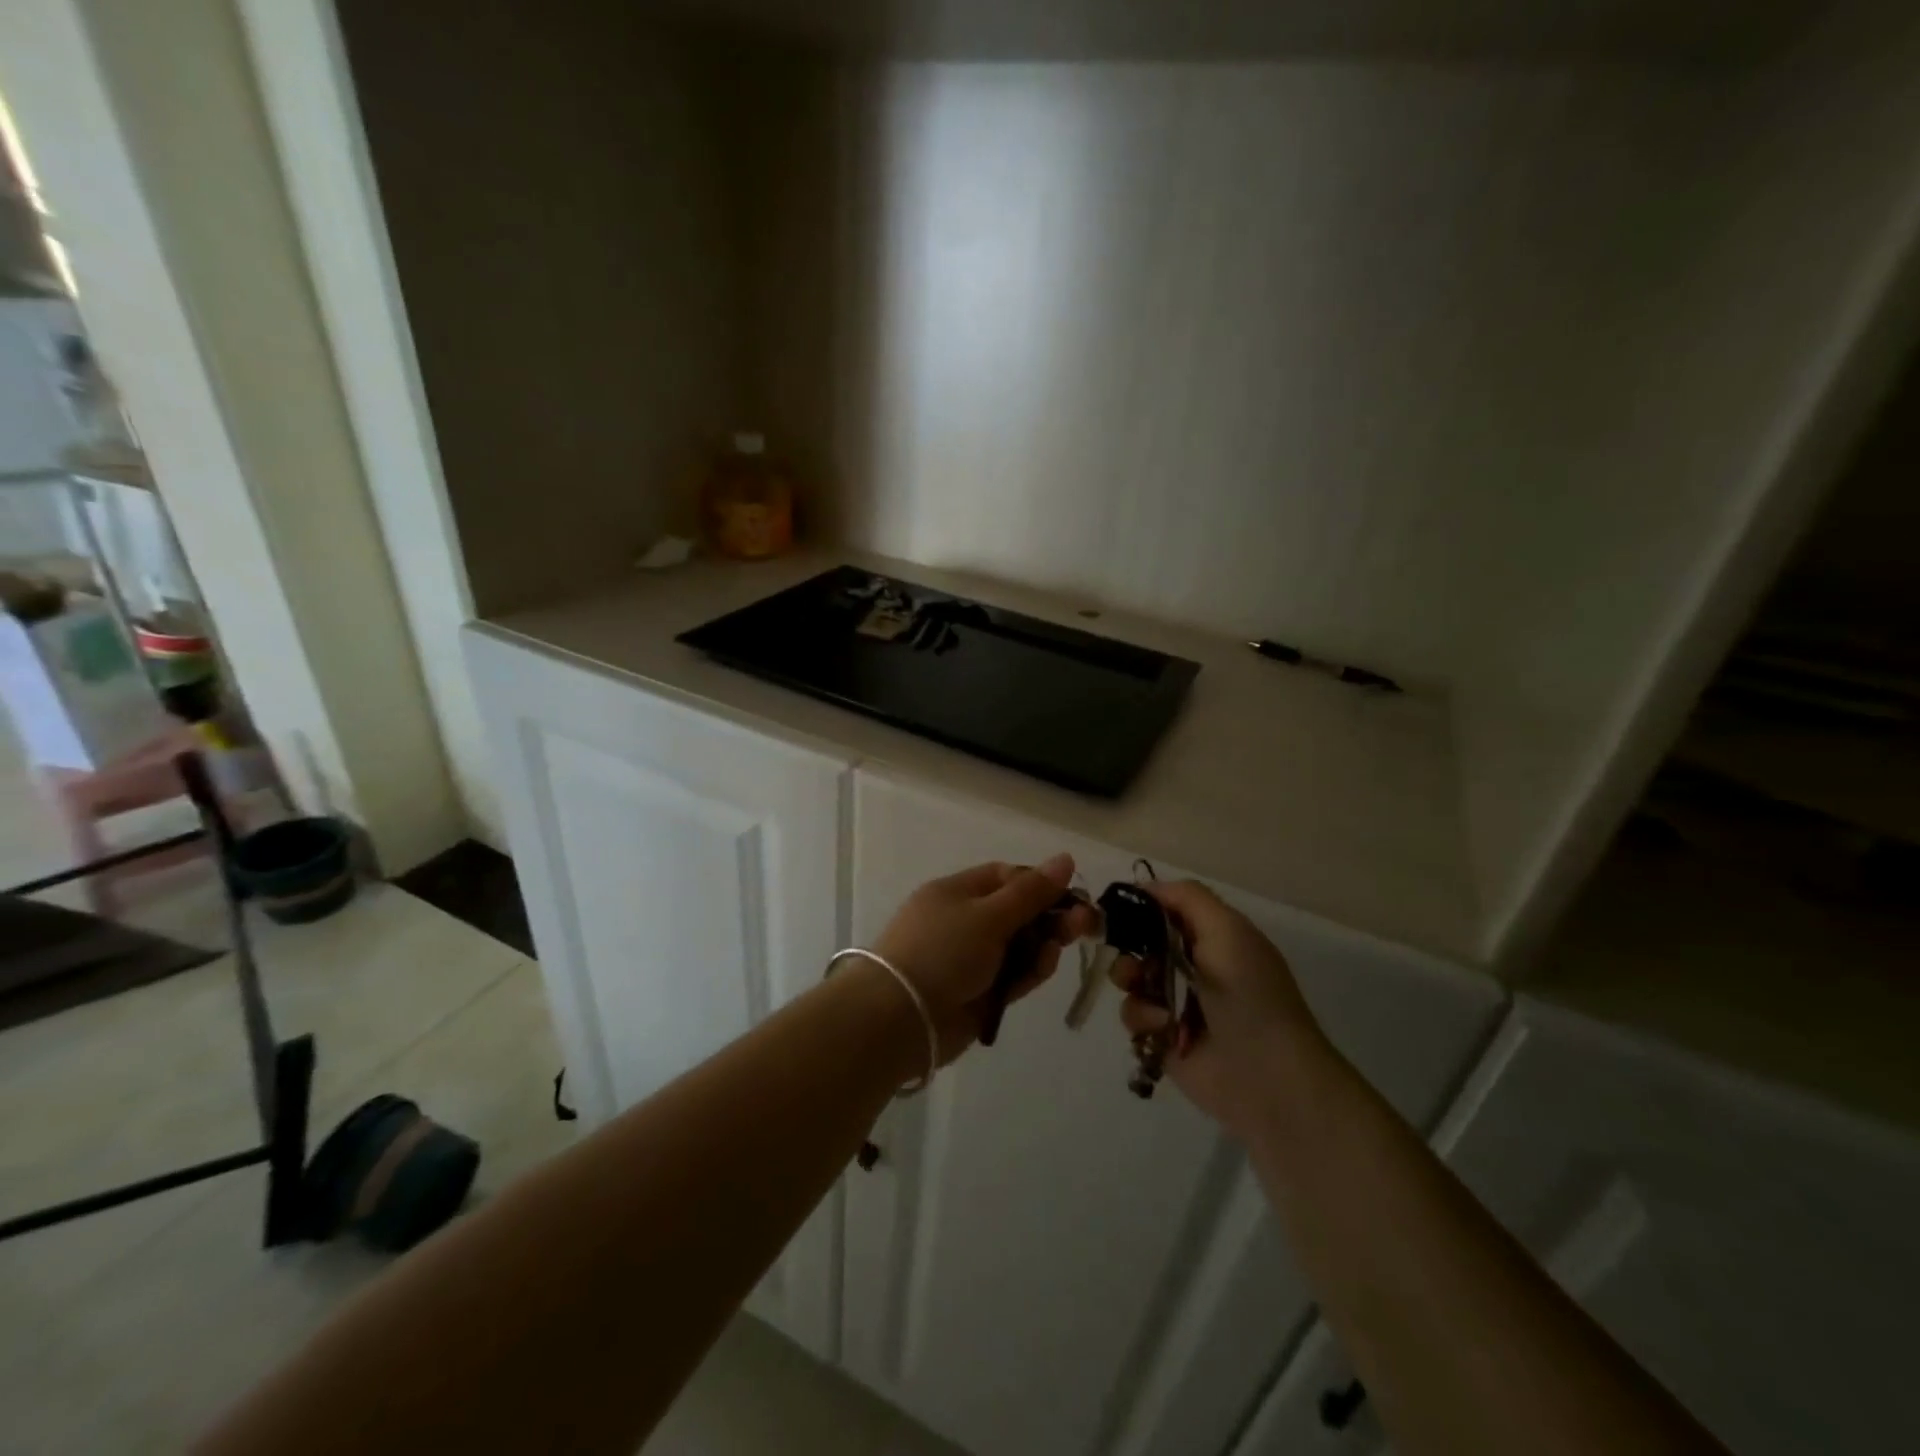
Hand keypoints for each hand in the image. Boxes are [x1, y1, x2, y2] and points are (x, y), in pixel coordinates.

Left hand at [872, 855, 1098, 1063]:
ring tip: (1063, 944)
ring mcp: (970, 959)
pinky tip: (1046, 964)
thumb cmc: (943, 951)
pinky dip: (1030, 969)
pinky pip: (1012, 975)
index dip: (1039, 883)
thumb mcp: (988, 915)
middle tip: (1085, 923)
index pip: (1005, 877)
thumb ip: (1030, 892)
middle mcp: (963, 921)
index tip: (1071, 893)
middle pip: (1016, 912)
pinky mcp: (978, 993)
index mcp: (957, 891)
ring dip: (1043, 943)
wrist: (902, 1017)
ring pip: (1018, 945)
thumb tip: (1065, 858)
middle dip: (1050, 916)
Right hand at [1118, 880, 1328, 1135]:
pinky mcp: (1163, 1036)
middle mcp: (1193, 965)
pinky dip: (1142, 1017)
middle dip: (1127, 943)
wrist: (1267, 1075)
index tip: (1113, 905)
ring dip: (1131, 980)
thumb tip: (1145, 887)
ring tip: (1143, 990)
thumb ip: (1187, 898)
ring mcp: (1176, 1001)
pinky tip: (1162, 1026)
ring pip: (1131, 977)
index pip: (1166, 908)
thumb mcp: (1227, 930)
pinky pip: (1133, 1015)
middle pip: (1140, 941)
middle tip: (1125, 952)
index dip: (1140, 904)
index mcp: (1213, 936)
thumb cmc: (1249, 994)